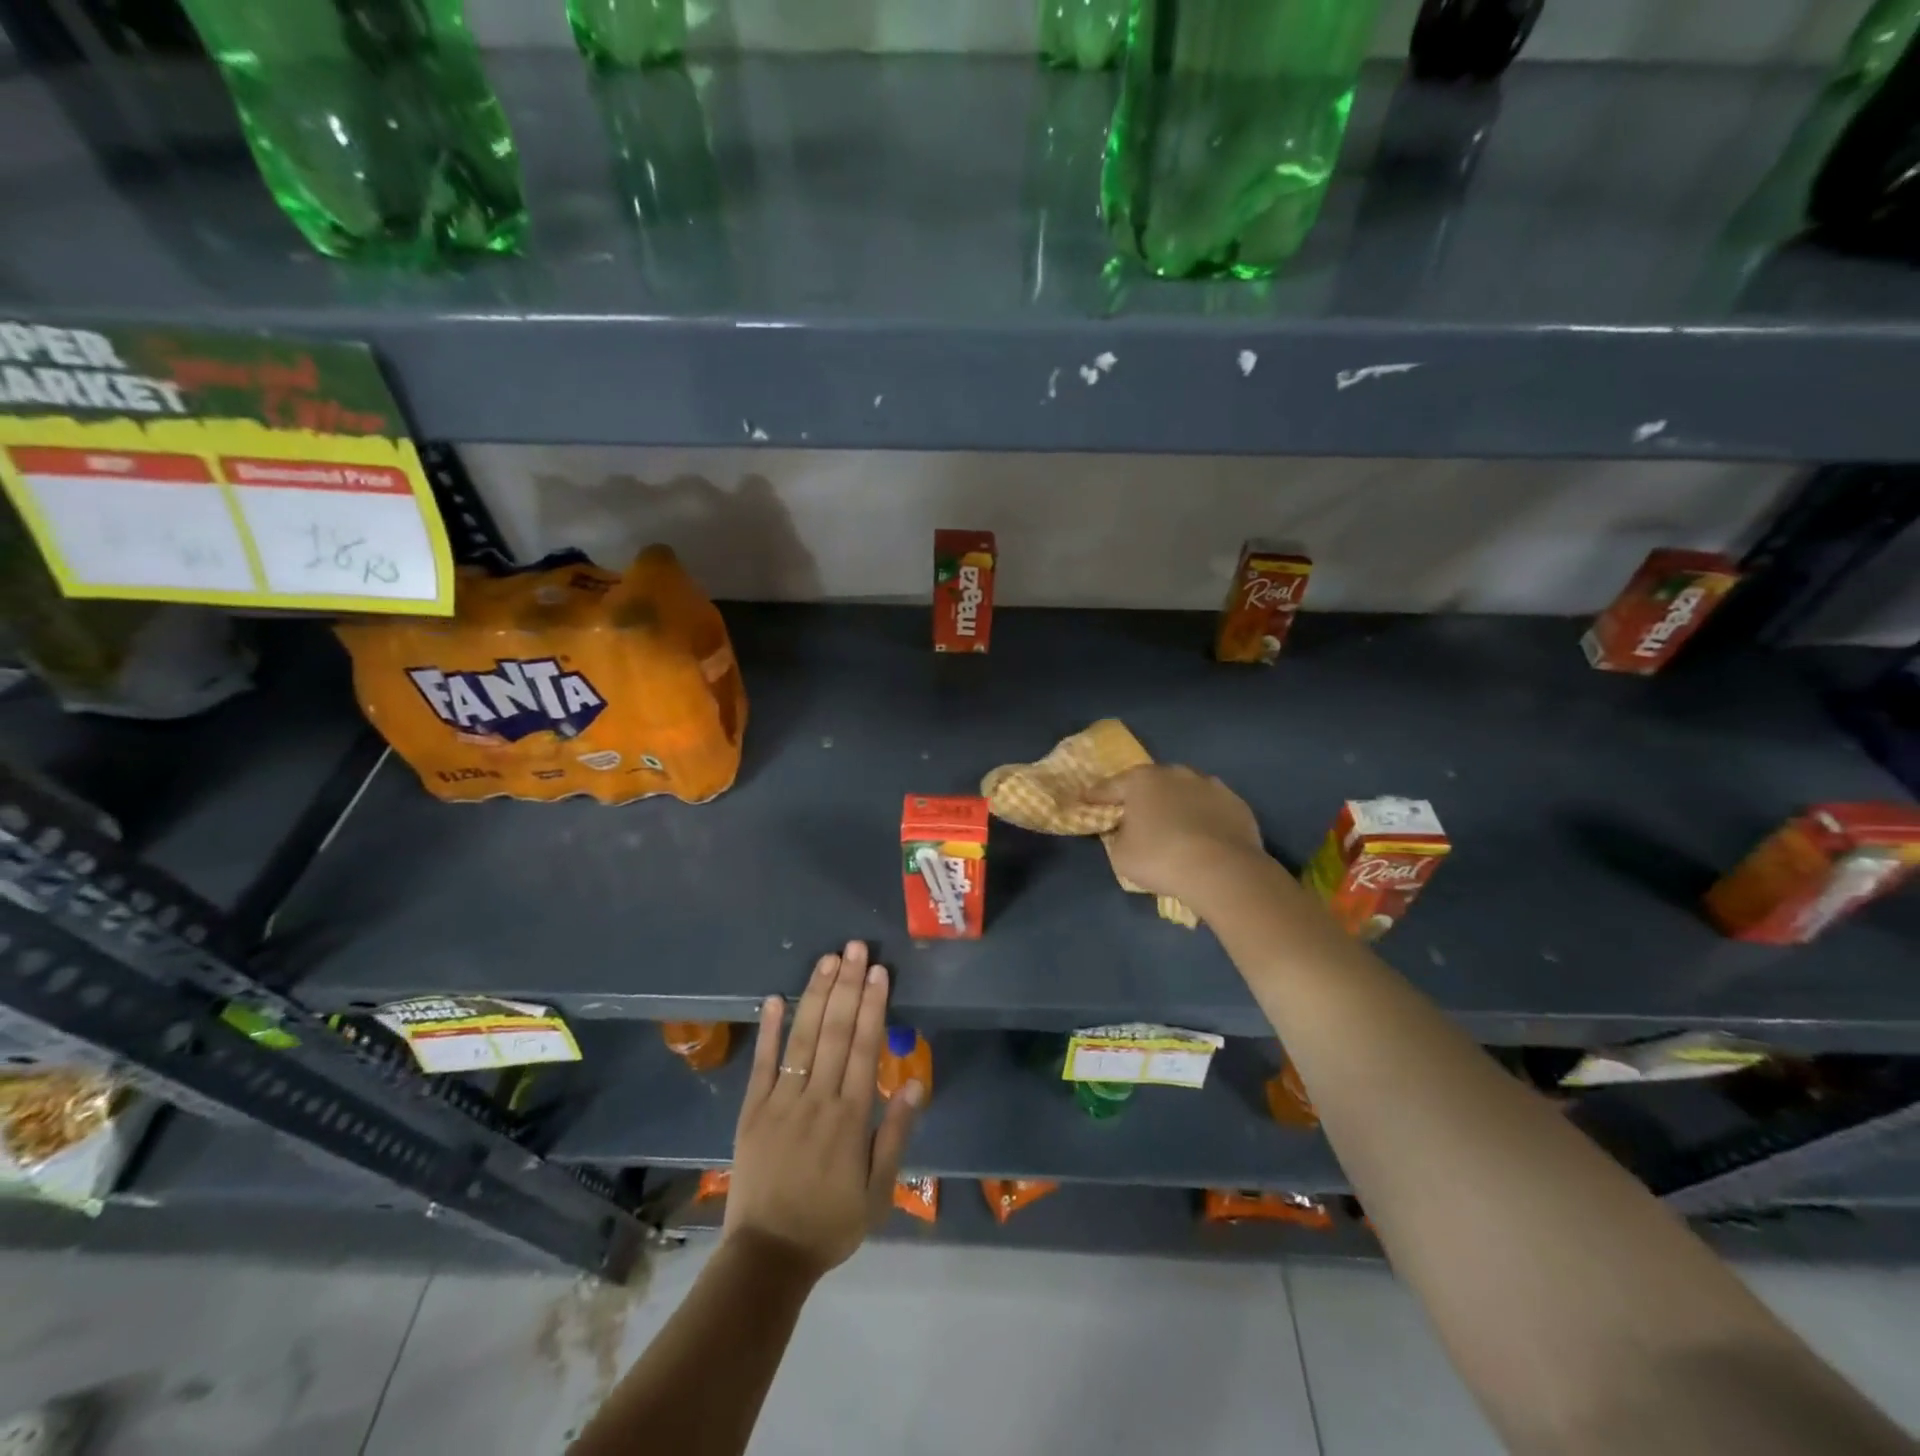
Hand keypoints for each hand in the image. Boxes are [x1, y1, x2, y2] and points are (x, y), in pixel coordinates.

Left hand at [724, 941, 921, 1281]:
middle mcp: (817, 1099)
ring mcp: (781, 1102)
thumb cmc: (831, 1223)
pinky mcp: (752, 1111)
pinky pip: (761, 1065)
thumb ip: (895, 1134)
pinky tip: (775, 998)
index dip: (873, 1006)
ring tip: (827, 960)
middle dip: (848, 986)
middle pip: (835, 1032)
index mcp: (850, 1117)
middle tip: (855, 948)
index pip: (864, 1048)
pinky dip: (768, 1030)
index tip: (879, 972)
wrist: (768, 1258)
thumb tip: (915, 1084)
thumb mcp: (878, 1192)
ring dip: (816, 996)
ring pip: (802, 1039)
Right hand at [1084, 764, 1264, 906]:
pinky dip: (1203, 818)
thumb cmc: (1160, 858)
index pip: (1109, 787)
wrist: (1223, 870)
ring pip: (1184, 792)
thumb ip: (1118, 836)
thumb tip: (1127, 830)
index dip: (1095, 797)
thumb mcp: (1120, 855)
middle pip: (1150, 784)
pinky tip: (1203, 837)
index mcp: (1141, 781)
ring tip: (1174, 827)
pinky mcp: (1237, 803)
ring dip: (1176, 804)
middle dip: (1141, 797)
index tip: (1086, 801)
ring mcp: (1210, 785)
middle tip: (1135, 815)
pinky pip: (1210, 809)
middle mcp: (1175, 773)